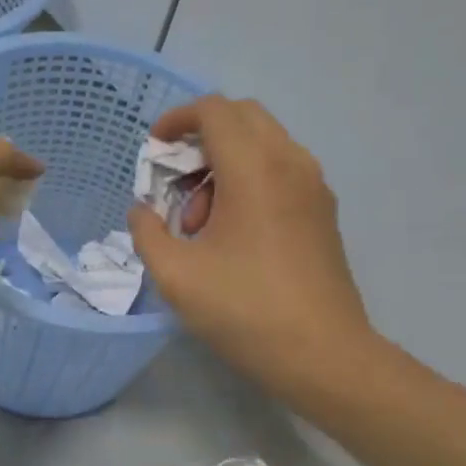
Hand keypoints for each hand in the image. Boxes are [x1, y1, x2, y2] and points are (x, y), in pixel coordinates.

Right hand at [128, 96, 376, 399]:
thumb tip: (142, 210)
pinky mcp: (322, 211)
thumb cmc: (245, 311)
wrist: (323, 355)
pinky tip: (231, 233)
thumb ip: (148, 233)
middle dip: (200, 140)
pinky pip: (280, 170)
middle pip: (242, 117)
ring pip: (263, 144)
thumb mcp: (176, 276)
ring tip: (200, 223)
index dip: (176, 120)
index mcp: (254, 170)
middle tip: (175, 185)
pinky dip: (248, 180)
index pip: (214, 110)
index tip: (153, 150)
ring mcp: (313, 187)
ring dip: (223, 164)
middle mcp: (290, 163)